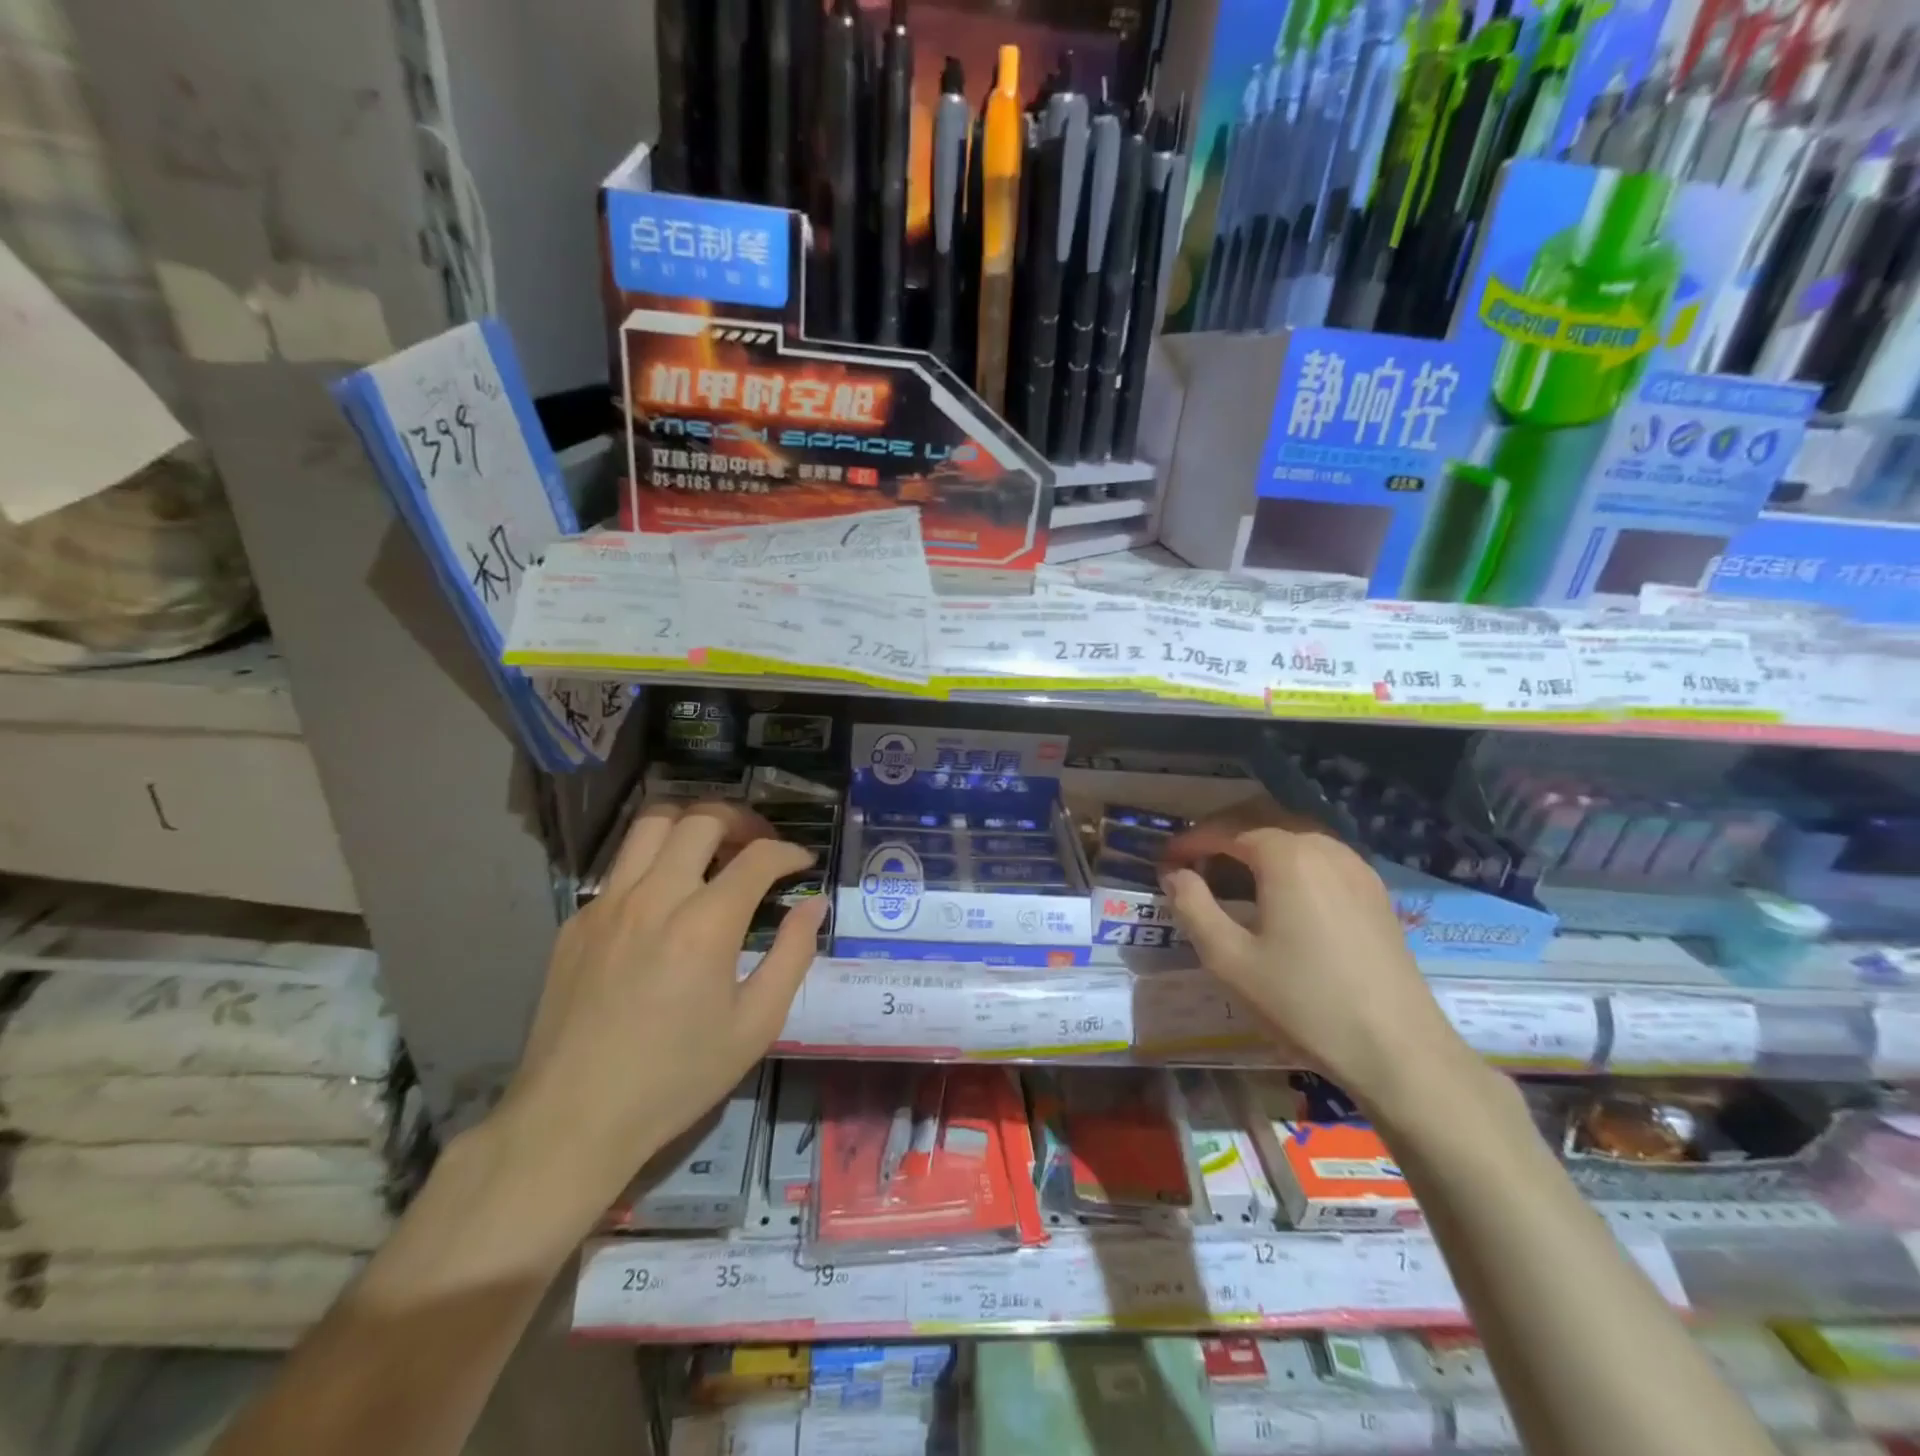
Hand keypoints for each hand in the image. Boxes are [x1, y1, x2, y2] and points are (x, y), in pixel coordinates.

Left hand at [490, 801, 826, 1230]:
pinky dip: (654, 859)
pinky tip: (666, 896)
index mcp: (705, 924)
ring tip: (712, 849)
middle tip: (759, 845)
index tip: (803, 863)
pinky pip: (621, 864)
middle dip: (742, 821)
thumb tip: (813, 904)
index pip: (757, 857)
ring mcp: (608, 904)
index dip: (789, 852)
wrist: (573, 1119)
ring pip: (652, 823)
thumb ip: (792, 954)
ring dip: (692, 823)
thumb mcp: (755, 1025)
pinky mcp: (577, 920)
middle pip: (701, 819)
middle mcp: (654, 897)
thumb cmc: (676, 1077)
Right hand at [1160, 797, 1475, 1114]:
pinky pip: (1319, 856)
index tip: (1162, 862)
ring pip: (1293, 835)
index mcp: (1286, 855)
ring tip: (1228, 876)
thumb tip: (1174, 874)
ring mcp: (1355, 866)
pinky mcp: (1373, 891)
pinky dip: (1287, 860)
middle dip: (1220, 835)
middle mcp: (1323, 846)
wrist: (1398, 1050)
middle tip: (1191, 863)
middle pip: (1260, 819)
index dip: (1188, 842)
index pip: (1224, 829)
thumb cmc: (1303, 1001)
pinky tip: (1276, 893)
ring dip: (1254, 845)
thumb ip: (1192, 906)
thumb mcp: (1228, 958)